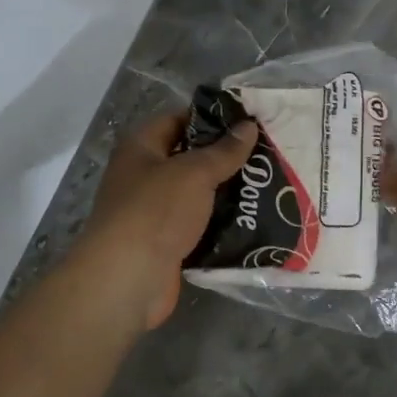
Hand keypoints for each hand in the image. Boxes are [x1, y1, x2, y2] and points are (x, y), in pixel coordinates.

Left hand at [79, 112, 256, 329]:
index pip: (178, 120)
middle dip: (225, 158)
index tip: (248, 121)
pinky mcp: (167, 242)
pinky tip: (254, 219)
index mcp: (141, 147)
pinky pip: (199, 225)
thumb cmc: (155, 212)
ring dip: (227, 192)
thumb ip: (224, 150)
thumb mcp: (194, 173)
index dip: (211, 118)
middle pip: (189, 158)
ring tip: (268, 185)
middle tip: (267, 154)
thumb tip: (248, 125)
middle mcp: (144, 176)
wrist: (128, 278)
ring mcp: (154, 212)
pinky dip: (221, 223)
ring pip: (197, 194)